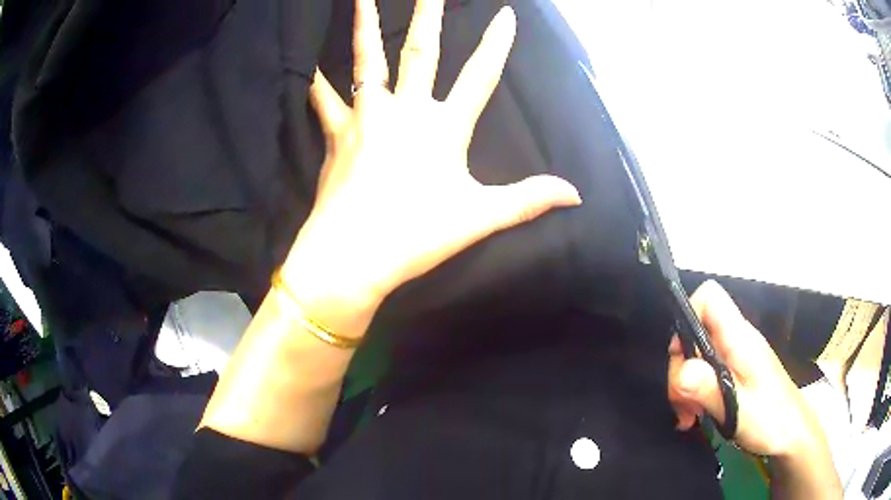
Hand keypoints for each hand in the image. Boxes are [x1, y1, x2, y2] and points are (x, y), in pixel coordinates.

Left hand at [280, 0, 580, 314]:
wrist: (351, 254)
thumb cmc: (416, 235)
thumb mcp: (479, 218)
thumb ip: (528, 199)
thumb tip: (576, 195)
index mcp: (443, 127)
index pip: (480, 75)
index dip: (496, 44)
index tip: (506, 13)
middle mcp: (404, 110)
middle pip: (420, 51)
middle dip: (427, 13)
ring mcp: (366, 117)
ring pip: (366, 60)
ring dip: (364, 25)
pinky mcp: (336, 133)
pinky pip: (323, 100)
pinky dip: (316, 83)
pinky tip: (308, 67)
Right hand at [668, 281, 826, 458]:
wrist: (791, 433)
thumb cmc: (771, 420)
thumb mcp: (738, 410)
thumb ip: (709, 389)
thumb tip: (680, 371)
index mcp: (740, 339)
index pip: (710, 298)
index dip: (688, 316)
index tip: (680, 357)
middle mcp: (737, 340)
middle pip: (696, 331)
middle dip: (681, 368)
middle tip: (684, 405)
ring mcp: (736, 356)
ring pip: (698, 355)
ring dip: (686, 386)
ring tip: (690, 416)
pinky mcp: (735, 372)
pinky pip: (707, 371)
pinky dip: (696, 392)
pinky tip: (697, 414)